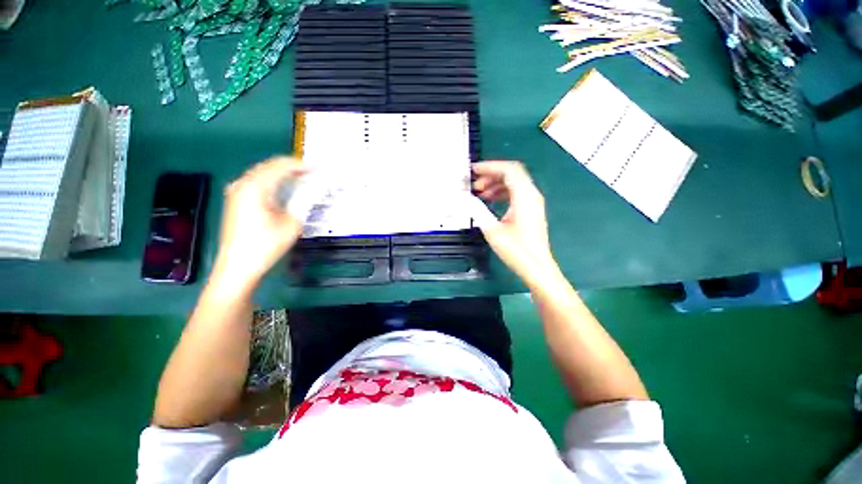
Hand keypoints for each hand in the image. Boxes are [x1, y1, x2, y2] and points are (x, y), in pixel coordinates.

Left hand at [211, 156, 307, 290]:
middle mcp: (243, 184)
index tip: (319, 168)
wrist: (238, 266)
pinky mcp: (236, 201)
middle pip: (270, 166)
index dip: (302, 165)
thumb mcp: (292, 223)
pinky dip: (273, 182)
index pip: (281, 166)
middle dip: (292, 168)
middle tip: (313, 172)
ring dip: (283, 174)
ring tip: (303, 179)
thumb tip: (312, 190)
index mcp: (255, 187)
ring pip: (263, 173)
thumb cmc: (266, 245)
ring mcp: (236, 192)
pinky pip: (257, 183)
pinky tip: (285, 188)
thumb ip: (303, 202)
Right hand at [470, 161, 558, 283]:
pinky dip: (502, 193)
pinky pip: (516, 194)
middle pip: (512, 174)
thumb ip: (478, 211)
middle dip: (491, 175)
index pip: (509, 170)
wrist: (536, 267)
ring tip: (479, 193)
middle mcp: (531, 195)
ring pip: (514, 184)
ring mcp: (533, 203)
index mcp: (524, 196)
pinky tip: (490, 201)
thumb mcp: (492, 230)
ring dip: (496, 185)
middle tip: (474, 185)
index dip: (490, 166)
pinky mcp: (531, 210)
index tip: (473, 170)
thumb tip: (465, 199)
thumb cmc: (516, 250)